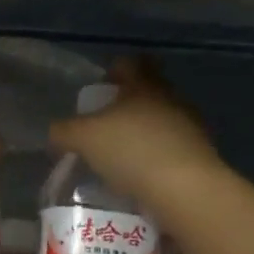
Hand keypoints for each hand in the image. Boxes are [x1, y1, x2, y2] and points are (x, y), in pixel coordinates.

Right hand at [48, 59, 224, 210]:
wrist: (186, 190)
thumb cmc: (131, 150)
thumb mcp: (83, 138)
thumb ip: (64, 131)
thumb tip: (55, 133)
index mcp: (144, 85)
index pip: (131, 63)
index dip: (114, 71)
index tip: (100, 89)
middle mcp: (170, 99)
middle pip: (147, 93)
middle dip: (126, 107)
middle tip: (102, 127)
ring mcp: (189, 128)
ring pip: (159, 122)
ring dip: (141, 135)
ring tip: (118, 158)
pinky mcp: (199, 157)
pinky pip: (170, 150)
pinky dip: (154, 160)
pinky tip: (138, 178)